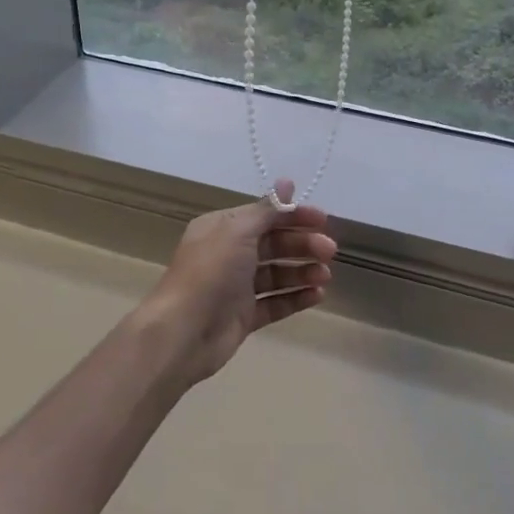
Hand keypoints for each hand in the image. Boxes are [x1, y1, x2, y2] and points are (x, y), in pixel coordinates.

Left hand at [138, 180, 336, 385]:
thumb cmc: (210, 273)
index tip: (323, 220)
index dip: (294, 215)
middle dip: (302, 245)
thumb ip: (266, 210)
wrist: (184, 331)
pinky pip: (274, 303)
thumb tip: (286, 182)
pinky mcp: (243, 316)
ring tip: (325, 276)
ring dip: (302, 272)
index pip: (264, 216)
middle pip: (273, 244)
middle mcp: (228, 254)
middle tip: (330, 251)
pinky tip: (317, 295)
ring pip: (276, 274)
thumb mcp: (237, 231)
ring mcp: (236, 287)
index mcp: (222, 229)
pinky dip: (296, 298)